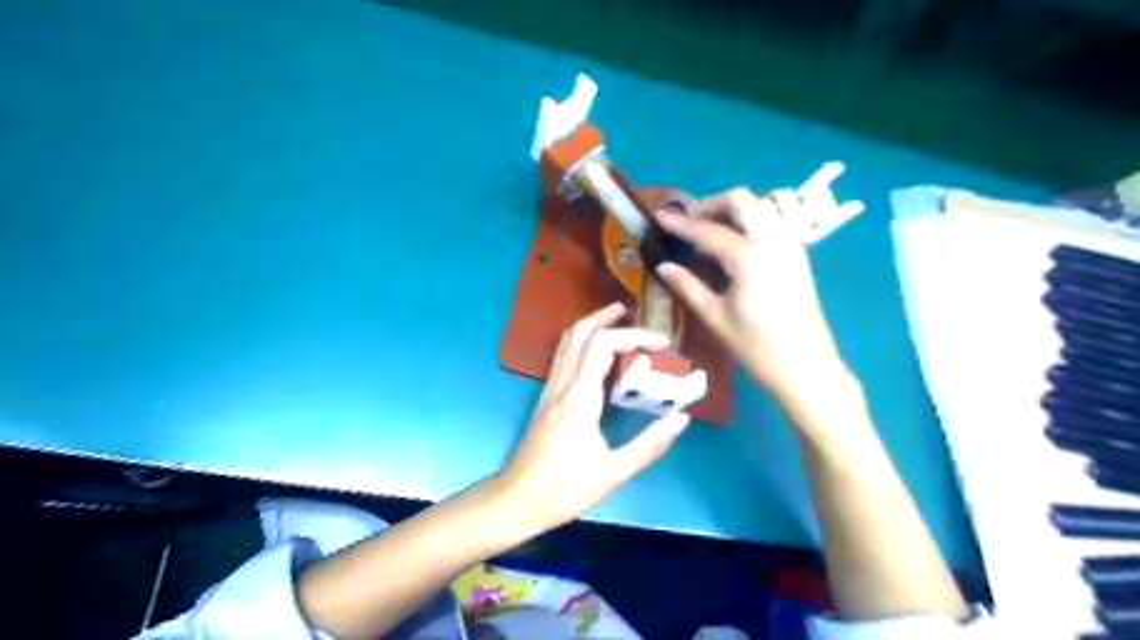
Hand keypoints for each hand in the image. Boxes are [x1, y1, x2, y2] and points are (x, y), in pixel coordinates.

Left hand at [500, 302, 694, 531]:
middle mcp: (561, 385)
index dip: (634, 335)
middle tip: (633, 313)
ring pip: (567, 342)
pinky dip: (584, 343)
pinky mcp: (546, 397)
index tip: (662, 344)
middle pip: (579, 333)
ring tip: (618, 323)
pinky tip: (601, 355)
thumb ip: (649, 444)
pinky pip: (564, 357)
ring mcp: (550, 389)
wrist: (517, 499)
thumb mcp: (613, 472)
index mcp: (579, 398)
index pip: (602, 345)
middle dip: (607, 317)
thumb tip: (681, 418)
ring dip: (592, 325)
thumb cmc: (564, 489)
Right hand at [655, 187, 849, 411]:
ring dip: (733, 209)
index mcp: (749, 257)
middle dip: (711, 203)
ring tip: (710, 229)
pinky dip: (751, 220)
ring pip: (761, 206)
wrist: (807, 368)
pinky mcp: (799, 255)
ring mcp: (790, 245)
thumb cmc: (757, 348)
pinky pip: (773, 222)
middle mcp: (773, 241)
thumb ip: (688, 286)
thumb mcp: (716, 317)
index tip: (659, 216)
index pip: (708, 231)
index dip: (680, 223)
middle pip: (741, 200)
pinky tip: (736, 242)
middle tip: (689, 221)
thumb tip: (663, 266)